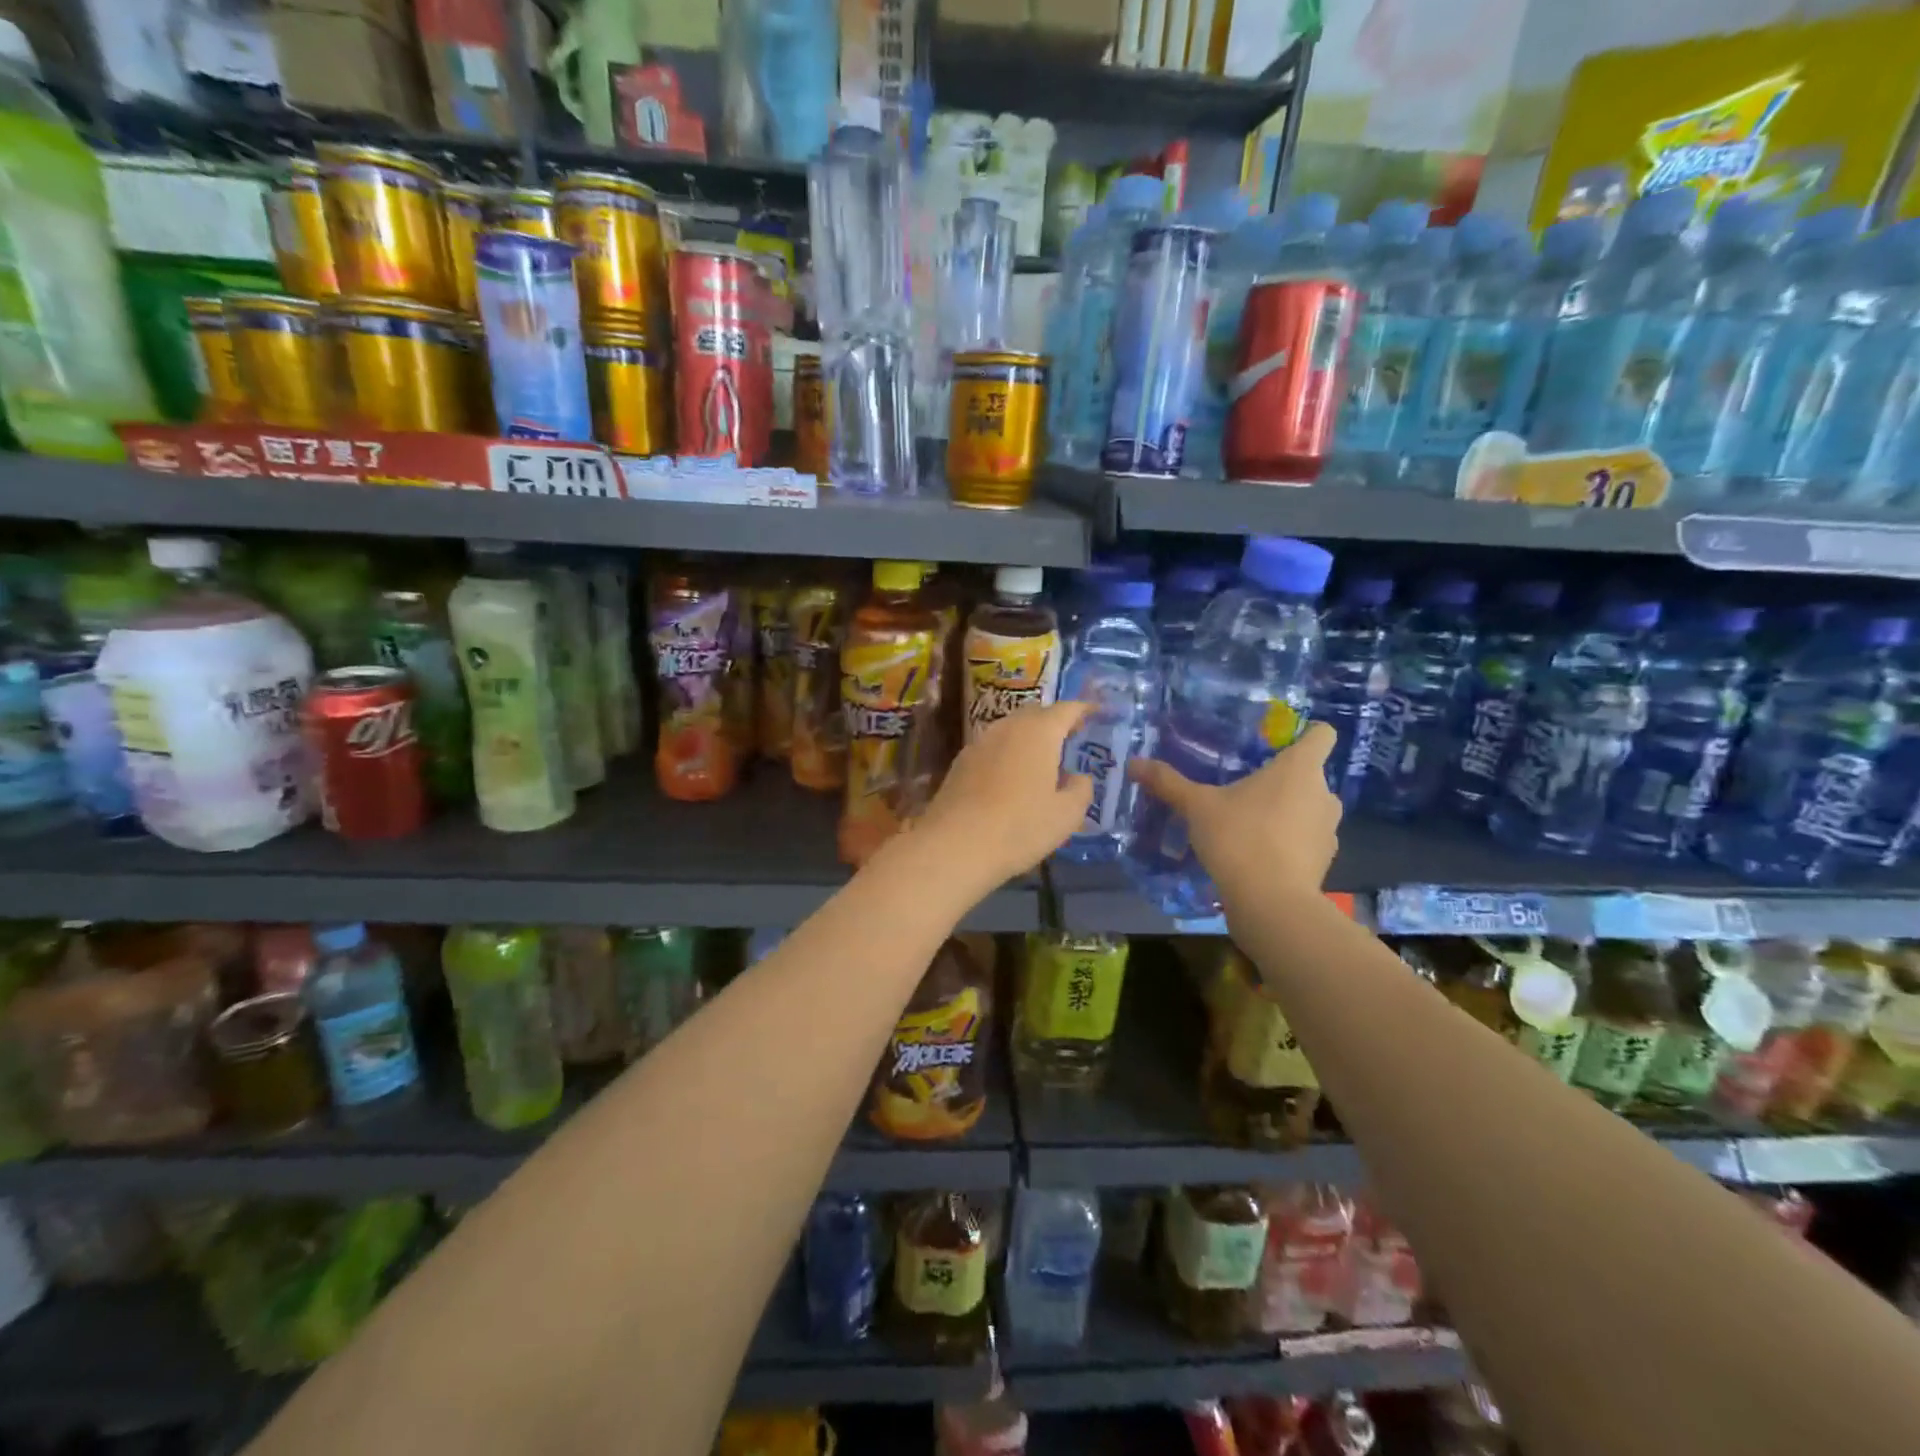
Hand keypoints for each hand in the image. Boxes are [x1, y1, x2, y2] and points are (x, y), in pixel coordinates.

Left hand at [912, 701, 1094, 891]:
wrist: (955, 845)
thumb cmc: (1020, 827)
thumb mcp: (1066, 815)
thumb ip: (1080, 790)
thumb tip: (1078, 777)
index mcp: (1039, 732)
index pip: (1067, 709)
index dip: (1083, 710)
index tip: (1095, 713)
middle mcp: (1008, 727)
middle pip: (1036, 714)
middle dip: (1055, 722)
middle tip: (1070, 737)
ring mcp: (980, 742)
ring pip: (1011, 729)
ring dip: (1029, 737)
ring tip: (1042, 759)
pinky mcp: (960, 762)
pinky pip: (993, 747)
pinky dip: (1008, 753)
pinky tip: (1011, 777)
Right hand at [1130, 721, 1341, 909]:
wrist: (1271, 902)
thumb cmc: (1239, 838)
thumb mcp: (1197, 806)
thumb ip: (1168, 782)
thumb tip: (1133, 763)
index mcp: (1299, 768)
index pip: (1322, 734)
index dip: (1304, 733)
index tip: (1276, 743)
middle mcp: (1323, 793)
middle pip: (1309, 773)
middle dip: (1282, 779)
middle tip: (1244, 787)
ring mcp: (1329, 829)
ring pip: (1309, 807)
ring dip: (1286, 810)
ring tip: (1249, 822)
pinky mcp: (1325, 860)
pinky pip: (1306, 838)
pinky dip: (1289, 841)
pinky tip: (1259, 853)